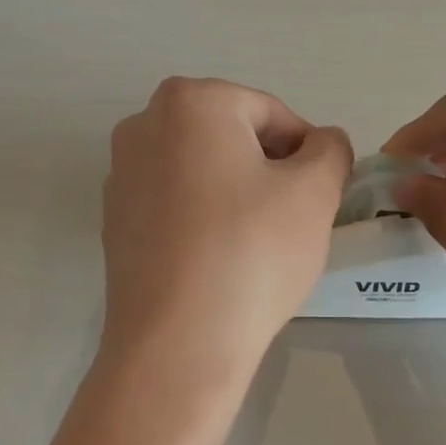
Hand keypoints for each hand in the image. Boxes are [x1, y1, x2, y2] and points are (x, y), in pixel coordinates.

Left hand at [101, 78, 352, 381]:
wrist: (178, 343)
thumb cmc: (252, 252)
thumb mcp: (315, 192)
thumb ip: (331, 150)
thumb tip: (322, 143)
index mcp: (191, 101)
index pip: (272, 113)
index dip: (307, 153)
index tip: (320, 196)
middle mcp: (143, 125)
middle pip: (232, 137)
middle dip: (269, 171)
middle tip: (293, 219)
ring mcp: (121, 175)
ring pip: (203, 172)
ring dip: (237, 195)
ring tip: (258, 245)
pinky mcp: (114, 223)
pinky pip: (175, 206)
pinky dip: (204, 221)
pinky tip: (221, 261)